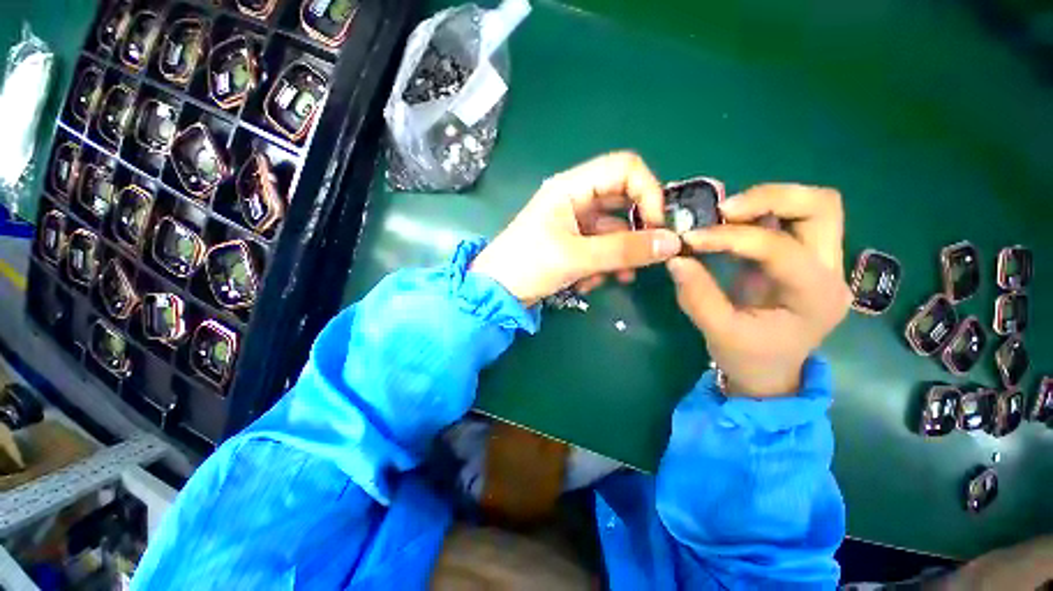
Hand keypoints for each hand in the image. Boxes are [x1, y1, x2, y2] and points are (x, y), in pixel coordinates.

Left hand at [470, 152, 681, 305]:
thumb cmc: (528, 265)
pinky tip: (589, 284)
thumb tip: (672, 243)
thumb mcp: (577, 257)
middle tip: (645, 256)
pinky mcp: (574, 242)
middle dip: (636, 231)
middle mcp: (576, 198)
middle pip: (623, 201)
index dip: (648, 192)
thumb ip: (624, 250)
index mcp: (571, 187)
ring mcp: (576, 221)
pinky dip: (603, 265)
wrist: (497, 291)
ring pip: (615, 230)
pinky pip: (602, 247)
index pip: (624, 169)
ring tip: (611, 278)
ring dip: (618, 256)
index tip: (656, 227)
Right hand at [667, 184, 851, 396]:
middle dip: (770, 198)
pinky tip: (729, 225)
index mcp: (815, 296)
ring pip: (810, 207)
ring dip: (765, 201)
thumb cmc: (749, 359)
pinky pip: (787, 220)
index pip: (780, 247)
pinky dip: (758, 214)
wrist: (769, 374)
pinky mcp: (799, 258)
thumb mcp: (718, 333)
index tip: (691, 239)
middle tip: (723, 211)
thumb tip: (675, 258)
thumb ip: (697, 295)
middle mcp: (829, 271)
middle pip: (820, 208)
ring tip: (723, 214)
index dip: (732, 237)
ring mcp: (819, 262)